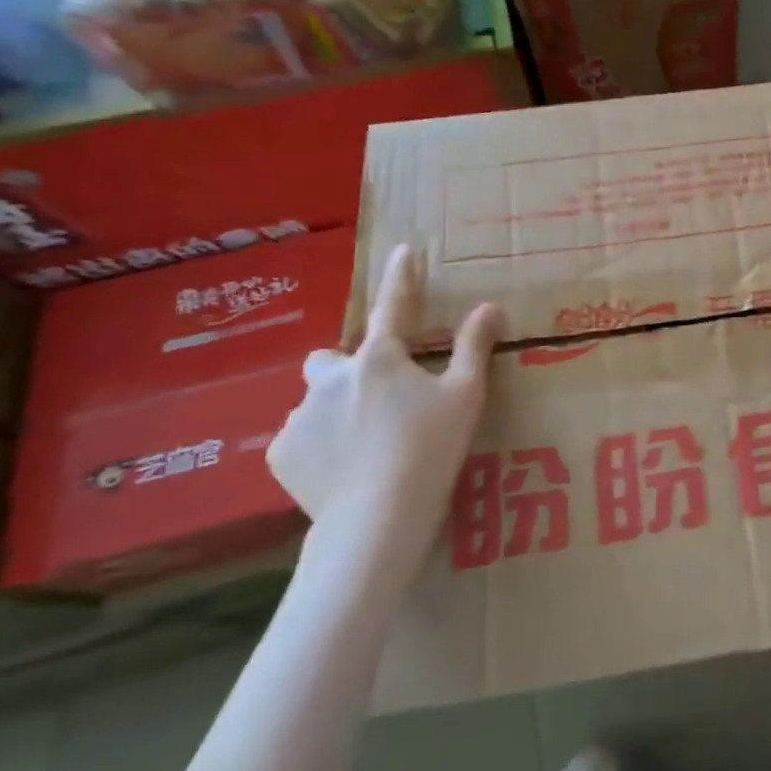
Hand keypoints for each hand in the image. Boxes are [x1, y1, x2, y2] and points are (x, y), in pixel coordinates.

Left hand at [269, 245, 501, 578]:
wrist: (377, 519)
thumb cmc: (430, 450)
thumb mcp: (465, 397)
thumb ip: (473, 348)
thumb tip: (489, 307)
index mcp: (380, 359)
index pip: (394, 305)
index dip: (402, 276)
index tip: (404, 250)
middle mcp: (332, 377)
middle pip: (330, 360)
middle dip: (344, 371)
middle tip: (374, 400)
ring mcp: (301, 416)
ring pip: (316, 402)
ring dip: (334, 412)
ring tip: (362, 448)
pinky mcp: (281, 453)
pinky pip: (300, 439)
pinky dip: (317, 447)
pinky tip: (340, 471)